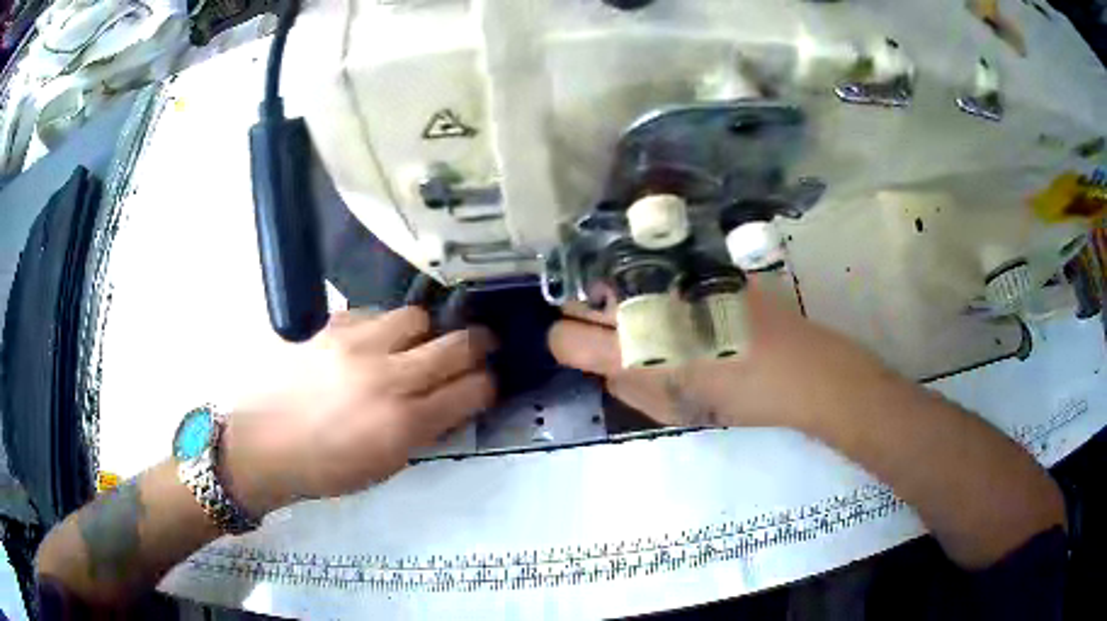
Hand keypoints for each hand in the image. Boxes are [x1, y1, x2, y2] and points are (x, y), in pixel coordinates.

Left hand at [222, 307, 496, 515]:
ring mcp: (356, 344)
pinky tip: (369, 343)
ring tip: (414, 342)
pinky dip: (382, 327)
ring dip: (425, 331)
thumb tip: (451, 403)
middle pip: (456, 344)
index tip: (487, 381)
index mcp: (404, 423)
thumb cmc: (325, 468)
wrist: (263, 445)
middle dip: (479, 344)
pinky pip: (373, 313)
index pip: (472, 390)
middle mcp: (387, 377)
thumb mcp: (386, 464)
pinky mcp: (329, 325)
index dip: (488, 383)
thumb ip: (423, 431)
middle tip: (480, 344)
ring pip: (416, 317)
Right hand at [548, 281, 890, 429]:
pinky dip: (648, 280)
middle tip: (614, 331)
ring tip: (647, 312)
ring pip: (610, 275)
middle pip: (577, 297)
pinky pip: (650, 265)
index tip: (586, 350)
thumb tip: (605, 362)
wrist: (798, 367)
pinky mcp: (695, 261)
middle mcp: (644, 306)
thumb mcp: (672, 413)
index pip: (564, 337)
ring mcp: (670, 276)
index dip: (568, 345)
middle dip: (585, 316)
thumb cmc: (737, 400)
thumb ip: (627, 387)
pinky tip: (676, 296)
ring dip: (615, 295)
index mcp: (636, 353)